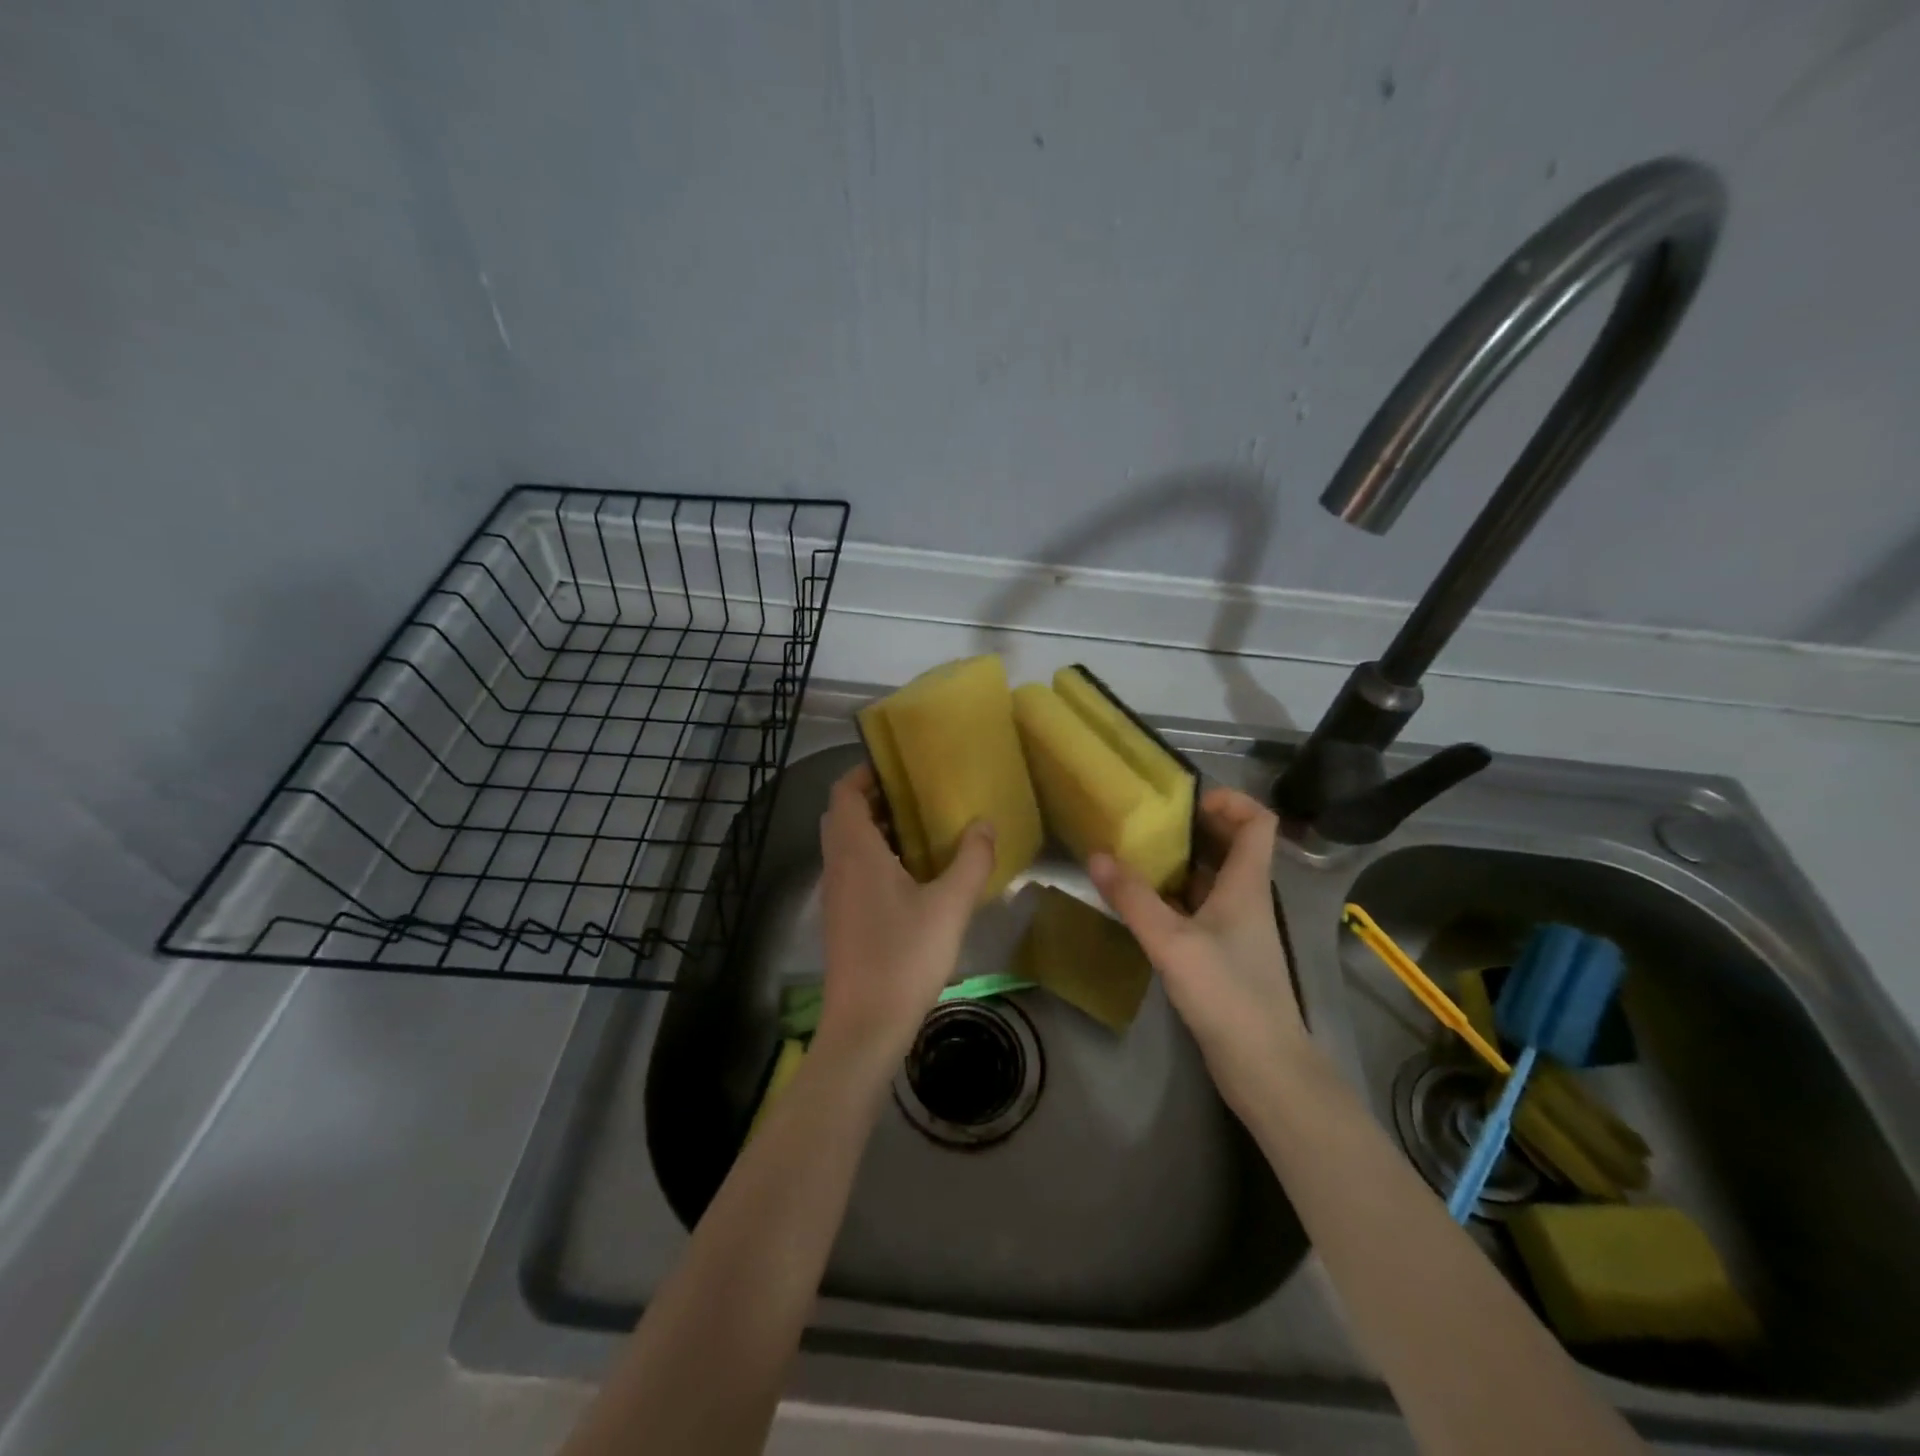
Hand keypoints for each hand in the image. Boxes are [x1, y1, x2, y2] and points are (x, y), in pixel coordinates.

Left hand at [816, 763, 996, 1065]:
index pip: (843, 793)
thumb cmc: (904, 957)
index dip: (864, 773)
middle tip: (916, 796)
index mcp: (855, 851)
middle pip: (843, 816)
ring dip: (875, 830)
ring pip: (846, 845)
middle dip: (874, 799)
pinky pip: (851, 870)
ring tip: (921, 830)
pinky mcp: (841, 919)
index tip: (899, 767)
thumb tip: (984, 824)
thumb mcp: (949, 906)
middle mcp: (837, 866)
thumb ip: (971, 860)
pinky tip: (912, 876)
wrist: (865, 1027)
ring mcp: (835, 895)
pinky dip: (874, 858)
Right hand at [1089, 786, 1306, 1115]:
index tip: (1187, 799)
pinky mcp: (1224, 956)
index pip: (1259, 822)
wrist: (1264, 1067)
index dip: (1231, 800)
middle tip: (1145, 823)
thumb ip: (1133, 898)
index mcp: (1247, 884)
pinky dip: (1173, 898)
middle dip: (1192, 828)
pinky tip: (1141, 905)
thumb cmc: (1227, 994)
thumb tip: (1096, 855)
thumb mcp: (1172, 942)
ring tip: (1134, 856)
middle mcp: (1246, 899)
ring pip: (1210, 879)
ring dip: (1178, 864)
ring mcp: (1237, 929)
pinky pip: (1199, 910)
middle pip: (1230, 846)